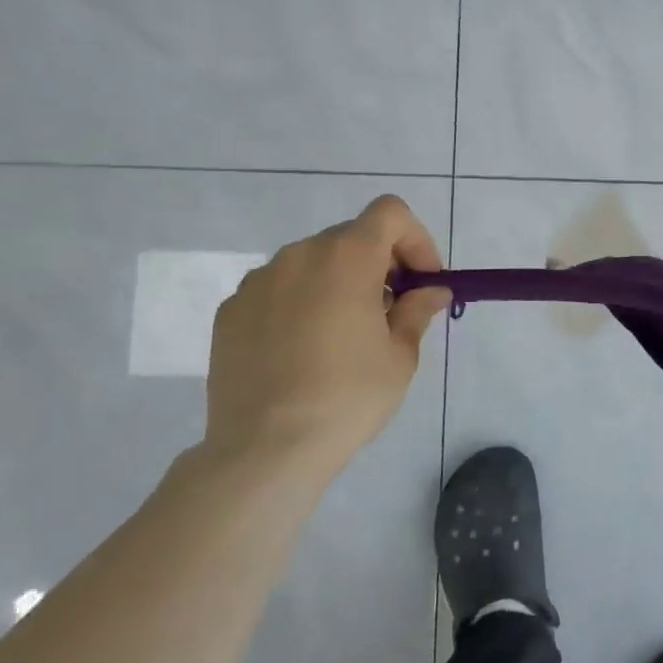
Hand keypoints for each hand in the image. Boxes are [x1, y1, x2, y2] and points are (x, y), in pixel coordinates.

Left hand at [206, 194, 450, 484]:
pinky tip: (302, 350)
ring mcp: (258, 281)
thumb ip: (418, 310)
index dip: (415, 239)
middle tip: (391, 310)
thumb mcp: (400, 355)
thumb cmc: (347, 397)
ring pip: (312, 262)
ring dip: (338, 282)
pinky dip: (300, 303)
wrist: (264, 450)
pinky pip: (278, 290)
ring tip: (344, 334)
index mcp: (347, 257)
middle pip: (351, 237)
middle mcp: (299, 255)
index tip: (422, 281)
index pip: (390, 213)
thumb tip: (430, 291)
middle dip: (379, 264)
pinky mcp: (231, 310)